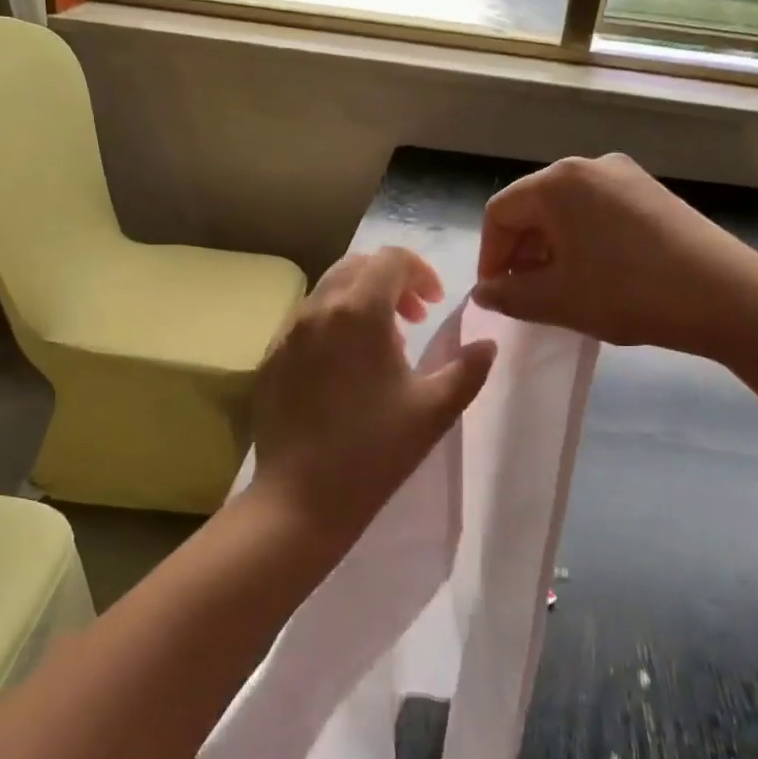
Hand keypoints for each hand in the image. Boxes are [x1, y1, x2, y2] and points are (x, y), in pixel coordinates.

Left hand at [250, 248, 496, 551]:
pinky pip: (305, 320)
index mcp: (358, 311)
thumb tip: (487, 344)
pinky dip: (332, 323)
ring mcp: (287, 332)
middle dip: (390, 281)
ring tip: (381, 345)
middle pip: (356, 266)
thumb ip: (468, 369)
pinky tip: (343, 368)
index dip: (420, 272)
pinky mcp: (270, 357)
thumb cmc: (375, 451)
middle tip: (412, 319)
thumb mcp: (434, 409)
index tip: (433, 305)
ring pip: (328, 290)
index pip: (391, 259)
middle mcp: (317, 309)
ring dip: (360, 300)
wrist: (301, 499)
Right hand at [473, 154, 757, 357]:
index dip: (490, 255)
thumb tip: (485, 291)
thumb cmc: (628, 293)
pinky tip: (595, 273)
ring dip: (551, 247)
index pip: (501, 212)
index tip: (495, 293)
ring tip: (559, 287)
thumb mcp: (557, 300)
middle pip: (533, 205)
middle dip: (520, 251)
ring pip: (566, 209)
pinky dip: (582, 239)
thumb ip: (509, 295)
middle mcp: (588, 166)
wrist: (725, 296)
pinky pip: (597, 211)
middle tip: (524, 293)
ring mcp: (625, 176)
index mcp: (558, 182)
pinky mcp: (651, 192)